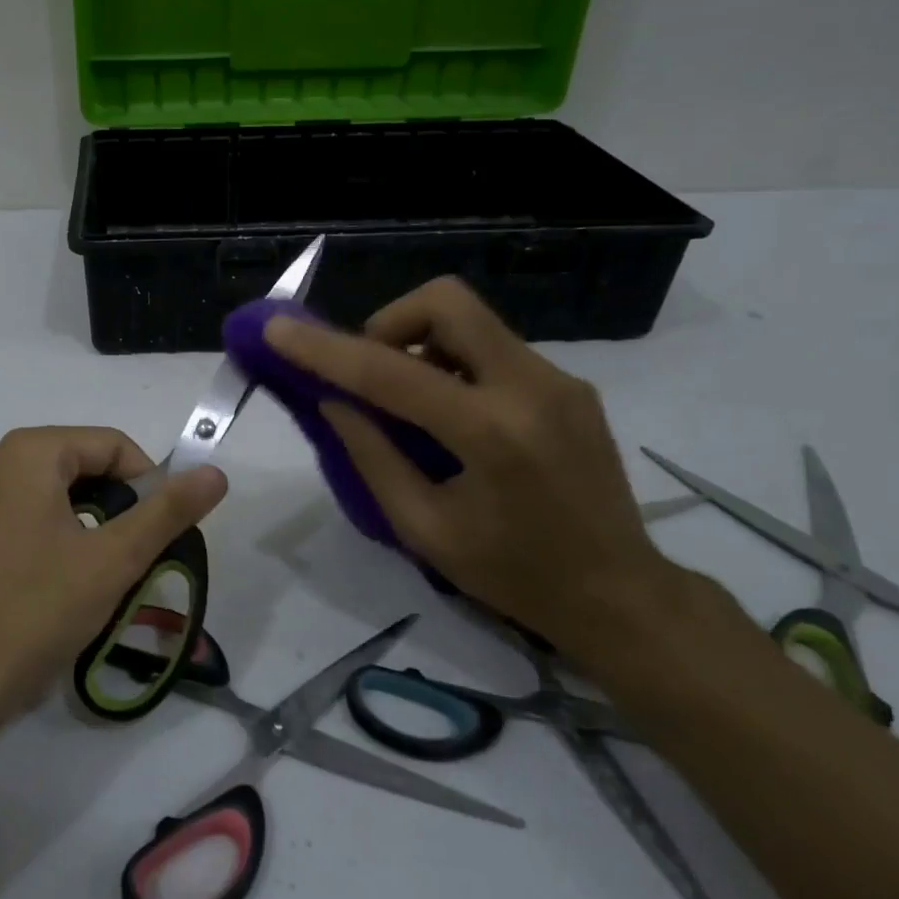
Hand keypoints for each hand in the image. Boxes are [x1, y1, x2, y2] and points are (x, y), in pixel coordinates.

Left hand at [0, 426, 227, 726]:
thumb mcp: (112, 560)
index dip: (149, 484)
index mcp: (26, 452)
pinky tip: (54, 589)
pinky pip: (21, 518)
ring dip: (87, 528)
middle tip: (133, 561)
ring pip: (52, 496)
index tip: (162, 534)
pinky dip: (52, 540)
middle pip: (80, 467)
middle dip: (117, 508)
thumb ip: (168, 511)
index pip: (111, 444)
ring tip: (98, 580)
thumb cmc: (33, 612)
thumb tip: (215, 472)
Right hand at [263, 279, 672, 655]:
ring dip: (419, 343)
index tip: (277, 330)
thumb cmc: (513, 576)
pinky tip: (448, 413)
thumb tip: (333, 400)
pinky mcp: (568, 384)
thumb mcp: (424, 529)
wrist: (621, 595)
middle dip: (388, 321)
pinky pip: (491, 346)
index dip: (325, 348)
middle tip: (368, 370)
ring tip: (406, 401)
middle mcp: (531, 387)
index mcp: (491, 434)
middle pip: (446, 302)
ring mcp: (557, 379)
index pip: (391, 372)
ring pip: (469, 319)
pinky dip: (451, 362)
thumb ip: (371, 455)